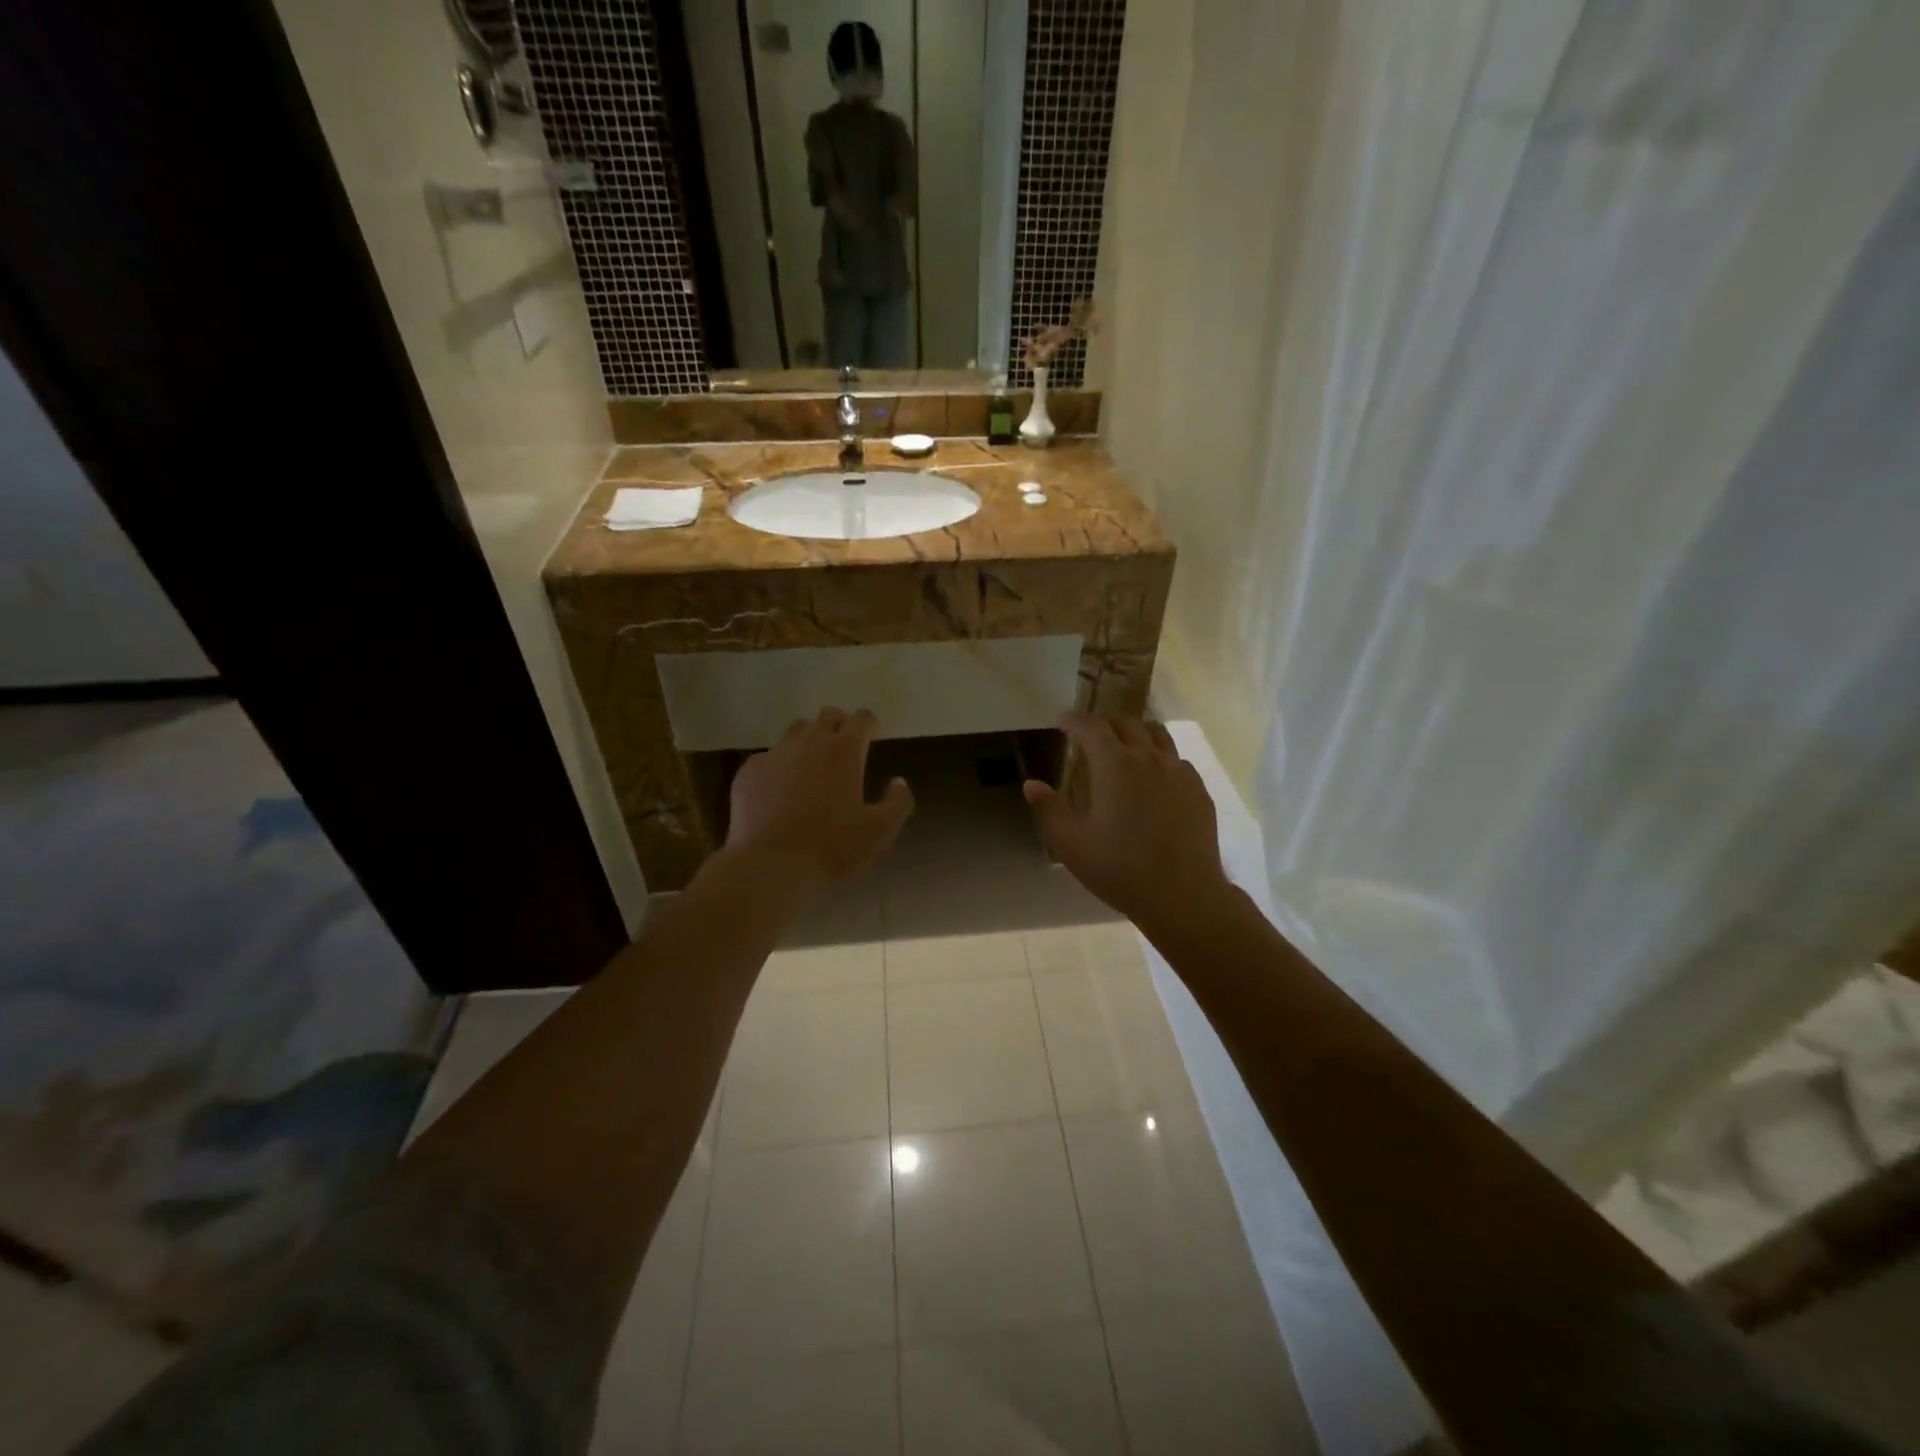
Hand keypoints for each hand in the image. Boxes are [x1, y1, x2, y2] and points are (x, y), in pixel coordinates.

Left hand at [724, 708, 913, 897]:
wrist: (771, 864)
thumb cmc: (831, 846)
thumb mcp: (880, 831)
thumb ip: (898, 802)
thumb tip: (899, 782)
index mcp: (844, 751)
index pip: (862, 718)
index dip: (870, 724)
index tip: (874, 736)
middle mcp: (810, 742)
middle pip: (828, 716)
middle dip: (840, 725)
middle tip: (845, 747)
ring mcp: (776, 753)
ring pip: (796, 731)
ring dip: (810, 739)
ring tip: (813, 764)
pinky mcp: (750, 770)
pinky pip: (769, 757)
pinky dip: (781, 765)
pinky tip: (781, 790)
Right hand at [1024, 714, 1233, 936]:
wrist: (1182, 895)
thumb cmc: (1119, 868)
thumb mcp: (1071, 844)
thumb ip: (1049, 809)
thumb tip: (1032, 784)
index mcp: (1114, 764)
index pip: (1091, 726)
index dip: (1073, 720)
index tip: (1061, 723)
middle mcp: (1149, 758)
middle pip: (1126, 723)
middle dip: (1104, 723)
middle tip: (1090, 737)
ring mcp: (1179, 772)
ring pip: (1158, 735)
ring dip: (1136, 733)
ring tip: (1125, 748)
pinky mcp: (1198, 791)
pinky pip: (1177, 761)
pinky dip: (1160, 759)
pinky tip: (1154, 780)